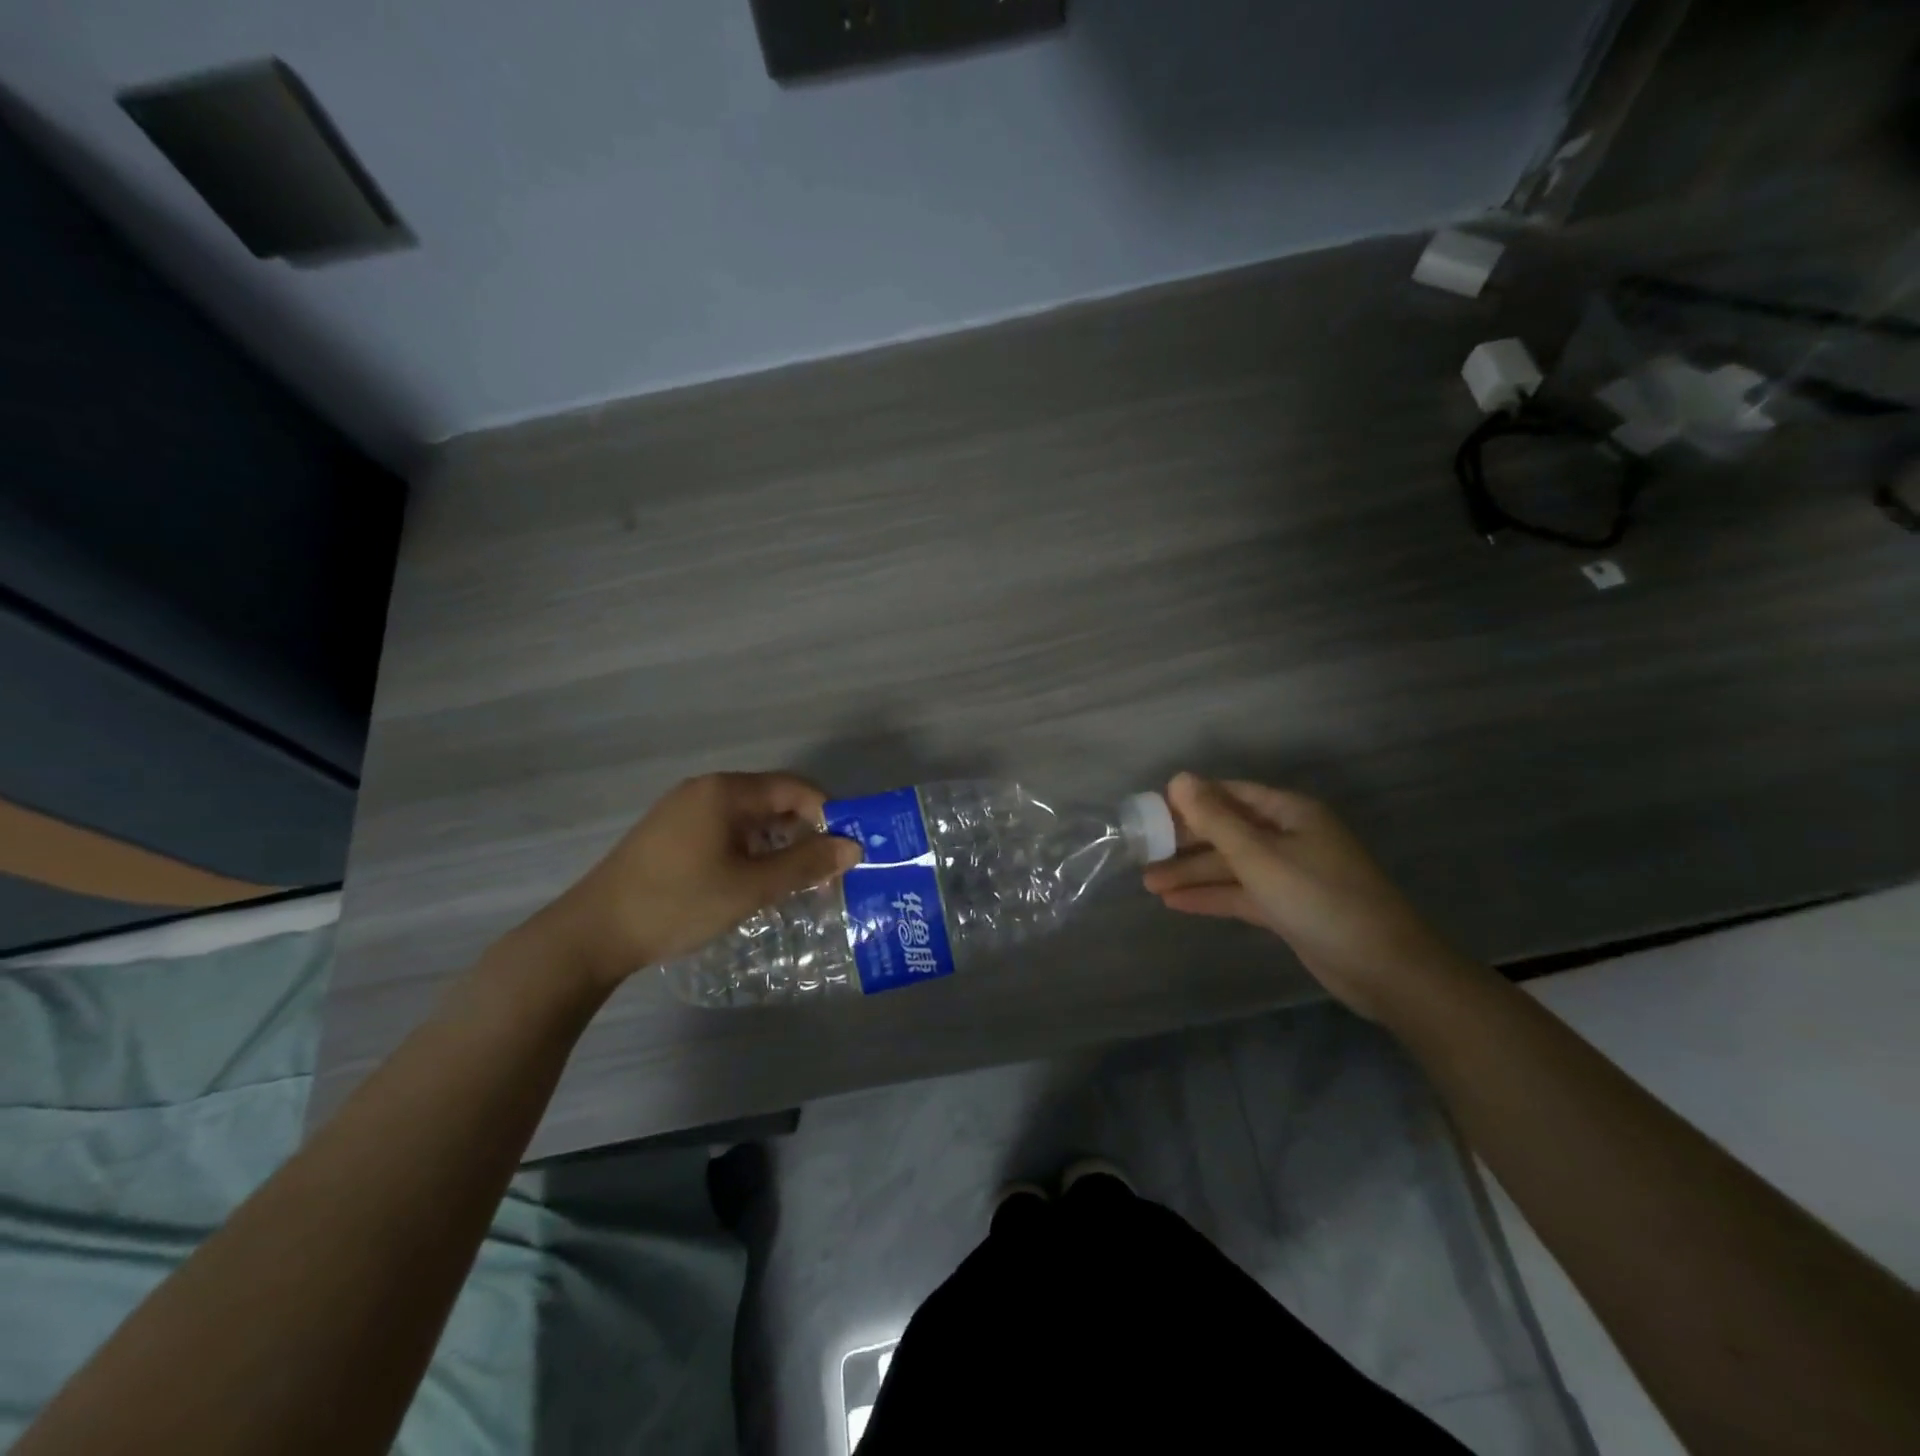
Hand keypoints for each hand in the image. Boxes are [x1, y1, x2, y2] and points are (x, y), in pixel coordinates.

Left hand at [533, 772, 862, 991]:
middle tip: (826, 871)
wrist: (592, 934)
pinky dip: (750, 850)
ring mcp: (682, 810)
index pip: (795, 788)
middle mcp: (705, 790)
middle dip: (804, 832)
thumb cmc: (679, 902)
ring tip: (796, 881)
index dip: (828, 813)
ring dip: (778, 844)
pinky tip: (754, 882)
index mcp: (726, 791)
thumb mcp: (751, 887)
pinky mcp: (669, 834)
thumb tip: (853, 848)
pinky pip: (725, 831)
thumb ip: (805, 864)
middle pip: (772, 800)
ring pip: (749, 819)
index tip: (847, 849)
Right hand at [1143, 773, 1465, 1019]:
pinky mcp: (1288, 908)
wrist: (1384, 968)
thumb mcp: (1259, 855)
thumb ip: (1215, 819)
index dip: (1191, 800)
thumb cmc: (1319, 898)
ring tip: (1148, 883)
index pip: (1230, 795)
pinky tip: (1175, 903)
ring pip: (1231, 866)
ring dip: (1192, 873)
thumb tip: (1179, 778)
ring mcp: (1290, 874)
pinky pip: (1241, 894)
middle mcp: (1290, 837)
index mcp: (1290, 812)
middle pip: (1228, 832)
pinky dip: (1211, 897)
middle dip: (1186, 842)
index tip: (1152, 811)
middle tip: (1143, 851)